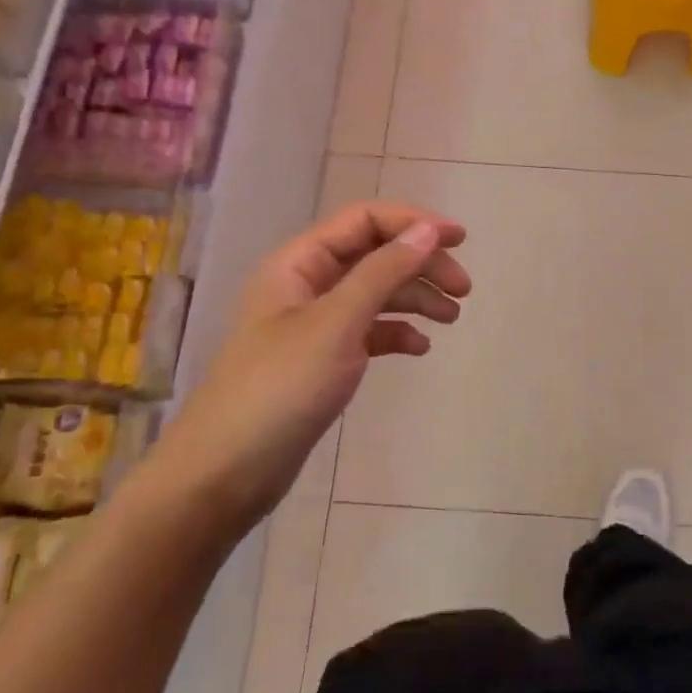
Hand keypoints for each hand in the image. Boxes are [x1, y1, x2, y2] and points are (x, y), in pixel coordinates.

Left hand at [153, 202, 469, 528]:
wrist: (227, 471)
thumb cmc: (281, 387)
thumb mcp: (337, 322)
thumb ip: (384, 272)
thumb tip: (427, 230)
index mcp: (300, 263)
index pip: (364, 221)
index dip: (413, 223)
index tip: (460, 240)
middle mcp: (307, 285)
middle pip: (375, 255)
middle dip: (421, 265)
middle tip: (464, 289)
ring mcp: (315, 324)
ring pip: (376, 293)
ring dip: (416, 298)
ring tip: (453, 318)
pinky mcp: (323, 359)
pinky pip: (369, 331)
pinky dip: (397, 333)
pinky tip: (420, 348)